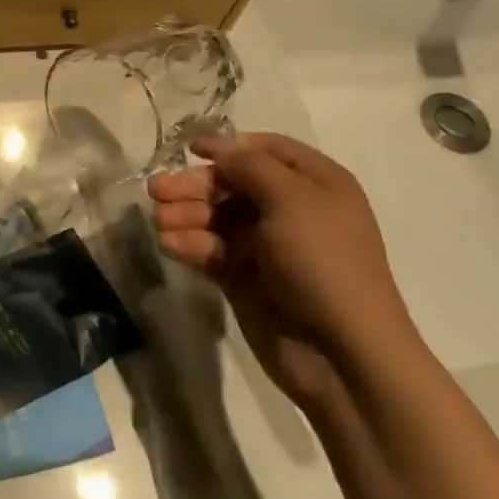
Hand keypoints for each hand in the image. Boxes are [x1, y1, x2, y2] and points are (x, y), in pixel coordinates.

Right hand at [148, 132, 421, 407]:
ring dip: (186, 215)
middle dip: (195, 185)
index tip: (190, 149)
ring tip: (159, 220)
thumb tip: (220, 147)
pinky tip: (169, 244)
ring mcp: (268, 246)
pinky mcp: (247, 278)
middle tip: (156, 190)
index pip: (268, 151)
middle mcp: (292, 210)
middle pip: (233, 184)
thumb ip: (250, 166)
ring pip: (217, 218)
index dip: (230, 146)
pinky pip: (212, 251)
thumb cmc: (323, 262)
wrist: (342, 352)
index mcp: (316, 185)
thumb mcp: (291, 200)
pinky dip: (190, 244)